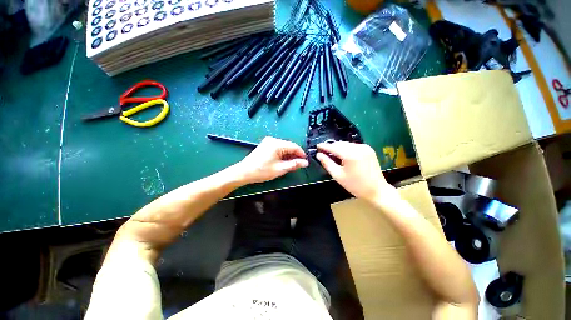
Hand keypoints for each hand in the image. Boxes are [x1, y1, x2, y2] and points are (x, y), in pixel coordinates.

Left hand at [237, 137, 308, 183]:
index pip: (294, 146)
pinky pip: (278, 148)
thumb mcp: (280, 169)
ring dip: (289, 155)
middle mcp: (273, 140)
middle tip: (299, 164)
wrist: (245, 172)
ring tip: (291, 164)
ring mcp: (268, 142)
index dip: (301, 154)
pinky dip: (282, 154)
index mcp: (277, 144)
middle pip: (289, 146)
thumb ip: (294, 164)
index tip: (305, 161)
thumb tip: (305, 162)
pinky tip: (283, 161)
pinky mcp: (265, 145)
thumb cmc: (261, 171)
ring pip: (284, 147)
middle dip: (295, 155)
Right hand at [316, 142, 391, 200]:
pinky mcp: (369, 149)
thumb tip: (318, 155)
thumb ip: (327, 163)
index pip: (333, 147)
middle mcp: (358, 148)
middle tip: (323, 152)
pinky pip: (353, 146)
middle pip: (340, 144)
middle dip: (331, 147)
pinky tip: (343, 155)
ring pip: (346, 144)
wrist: (377, 190)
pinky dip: (346, 148)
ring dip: (338, 147)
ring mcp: (365, 147)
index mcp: (350, 154)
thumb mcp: (338, 175)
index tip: (317, 146)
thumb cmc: (355, 185)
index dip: (324, 146)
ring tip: (332, 154)